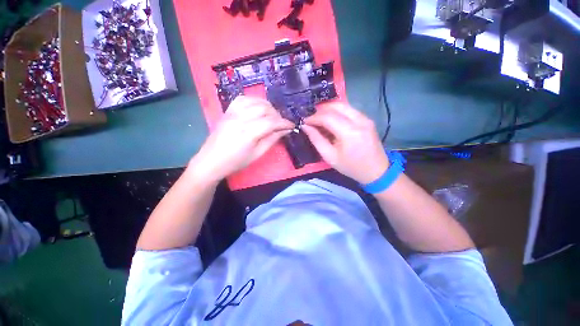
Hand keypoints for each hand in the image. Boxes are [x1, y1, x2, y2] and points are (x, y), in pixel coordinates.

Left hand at [189, 96, 292, 182]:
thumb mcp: (257, 154)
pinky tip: (257, 108)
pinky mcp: (227, 111)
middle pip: (264, 109)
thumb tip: (285, 130)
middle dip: (277, 115)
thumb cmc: (236, 162)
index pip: (271, 122)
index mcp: (249, 132)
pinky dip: (254, 101)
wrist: (211, 161)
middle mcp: (241, 118)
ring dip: (267, 106)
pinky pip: (242, 99)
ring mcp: (232, 113)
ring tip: (271, 115)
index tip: (291, 125)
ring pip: (255, 101)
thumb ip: (272, 140)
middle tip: (281, 124)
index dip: (284, 123)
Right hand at [303, 103, 388, 183]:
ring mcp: (365, 118)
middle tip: (311, 118)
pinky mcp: (367, 119)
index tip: (304, 121)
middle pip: (336, 106)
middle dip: (320, 110)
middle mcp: (359, 120)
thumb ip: (316, 139)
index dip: (314, 117)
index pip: (328, 117)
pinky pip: (349, 109)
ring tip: (319, 118)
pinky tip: (331, 120)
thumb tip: (305, 126)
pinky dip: (337, 112)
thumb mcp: (330, 157)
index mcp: (350, 132)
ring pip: (343, 105)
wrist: (376, 171)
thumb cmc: (351, 167)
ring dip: (328, 109)